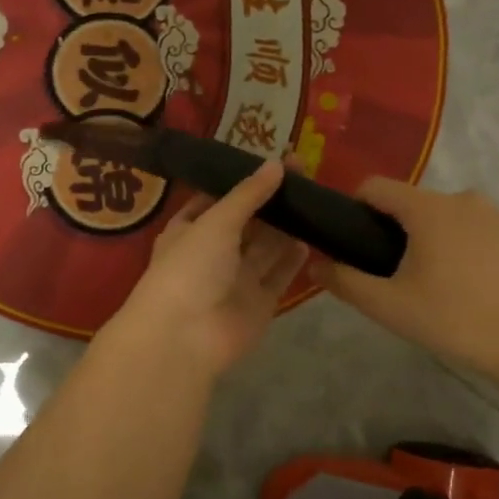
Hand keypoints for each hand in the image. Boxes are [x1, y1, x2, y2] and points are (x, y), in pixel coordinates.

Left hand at [107, 160, 309, 376]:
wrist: (184, 336)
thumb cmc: (189, 268)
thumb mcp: (216, 221)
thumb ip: (248, 194)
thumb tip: (277, 163)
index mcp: (190, 229)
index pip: (217, 199)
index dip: (244, 181)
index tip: (274, 162)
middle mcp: (213, 253)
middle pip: (247, 222)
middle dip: (271, 201)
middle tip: (304, 175)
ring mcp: (236, 280)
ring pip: (265, 248)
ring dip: (286, 227)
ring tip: (313, 200)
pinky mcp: (258, 303)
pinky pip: (278, 276)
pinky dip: (292, 259)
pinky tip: (310, 238)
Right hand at [307, 178, 498, 382]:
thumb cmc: (456, 319)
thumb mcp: (390, 307)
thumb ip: (346, 282)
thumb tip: (314, 265)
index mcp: (427, 209)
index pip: (376, 187)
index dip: (355, 208)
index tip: (354, 241)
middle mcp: (463, 199)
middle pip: (413, 204)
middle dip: (397, 232)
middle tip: (396, 276)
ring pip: (449, 219)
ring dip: (435, 241)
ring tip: (438, 286)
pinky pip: (481, 233)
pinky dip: (468, 251)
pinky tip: (475, 289)